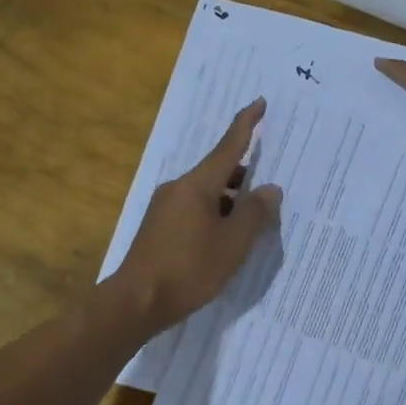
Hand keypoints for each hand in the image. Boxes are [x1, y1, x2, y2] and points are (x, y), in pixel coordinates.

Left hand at [112, 98, 282, 332]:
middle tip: (268, 187)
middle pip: (217, 171)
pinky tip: (225, 236)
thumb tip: (269, 189)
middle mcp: (178, 188)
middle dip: (243, 174)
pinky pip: (194, 208)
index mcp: (197, 185)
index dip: (246, 124)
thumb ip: (254, 214)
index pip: (228, 146)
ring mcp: (165, 207)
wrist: (136, 301)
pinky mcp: (158, 226)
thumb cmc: (189, 270)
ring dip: (229, 199)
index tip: (260, 103)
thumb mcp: (232, 244)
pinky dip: (215, 212)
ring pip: (206, 192)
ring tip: (252, 219)